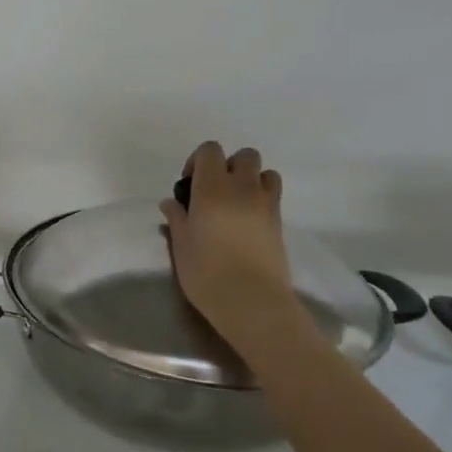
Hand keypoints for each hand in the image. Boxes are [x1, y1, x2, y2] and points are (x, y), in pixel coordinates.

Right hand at [161, 142, 316, 353]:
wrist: (251, 300)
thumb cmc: (206, 272)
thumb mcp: (181, 245)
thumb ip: (177, 218)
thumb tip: (171, 203)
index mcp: (212, 188)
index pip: (210, 151)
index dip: (198, 161)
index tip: (188, 186)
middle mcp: (242, 187)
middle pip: (244, 156)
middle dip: (228, 166)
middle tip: (212, 192)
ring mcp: (266, 203)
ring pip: (265, 172)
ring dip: (250, 180)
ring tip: (235, 204)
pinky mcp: (279, 222)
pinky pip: (273, 195)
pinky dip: (261, 198)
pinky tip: (247, 222)